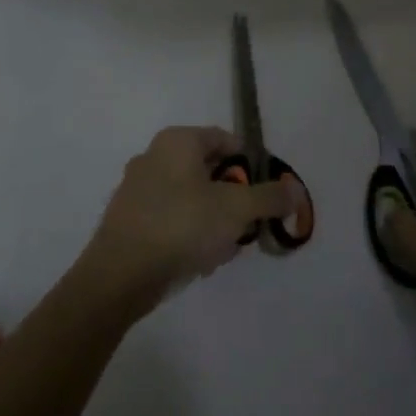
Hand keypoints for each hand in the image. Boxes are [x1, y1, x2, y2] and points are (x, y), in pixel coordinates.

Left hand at [78, 126, 304, 321]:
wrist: (120, 275)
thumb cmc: (182, 226)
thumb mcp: (237, 209)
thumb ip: (270, 197)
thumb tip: (295, 190)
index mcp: (177, 141)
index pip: (227, 139)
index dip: (252, 164)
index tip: (267, 192)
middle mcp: (153, 157)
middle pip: (210, 171)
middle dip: (234, 198)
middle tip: (248, 223)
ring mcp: (137, 189)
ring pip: (192, 199)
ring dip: (215, 221)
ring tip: (226, 248)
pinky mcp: (130, 221)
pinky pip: (172, 220)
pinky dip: (191, 234)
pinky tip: (201, 259)